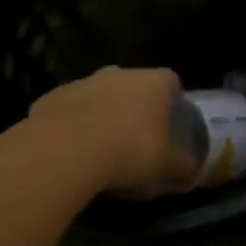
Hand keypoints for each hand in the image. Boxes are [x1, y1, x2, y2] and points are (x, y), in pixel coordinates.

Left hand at [28, 67, 197, 193]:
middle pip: (133, 85)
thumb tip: (193, 171)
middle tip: (135, 136)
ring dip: (101, 114)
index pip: (171, 82)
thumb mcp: (167, 166)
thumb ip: (184, 165)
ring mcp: (84, 82)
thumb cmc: (130, 151)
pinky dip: (72, 124)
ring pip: (99, 95)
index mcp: (154, 82)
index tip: (169, 124)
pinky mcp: (52, 97)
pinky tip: (71, 150)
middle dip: (135, 106)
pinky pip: (69, 109)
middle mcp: (121, 74)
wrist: (65, 151)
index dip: (171, 102)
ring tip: (100, 147)